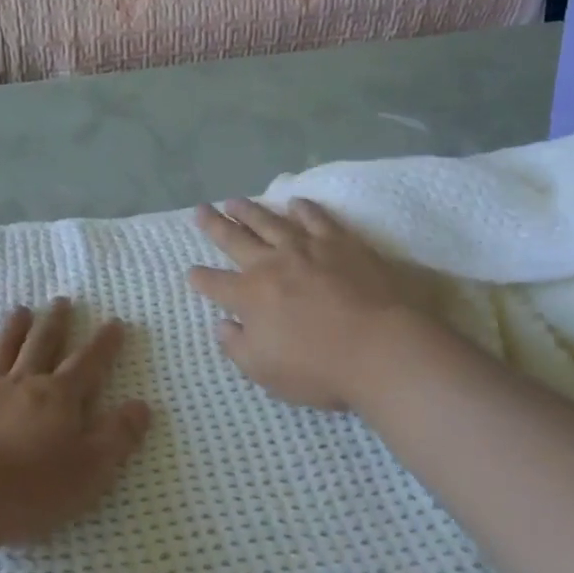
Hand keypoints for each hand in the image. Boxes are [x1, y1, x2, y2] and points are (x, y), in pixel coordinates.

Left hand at [0, 299, 151, 545]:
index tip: (115, 322)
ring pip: (3, 350)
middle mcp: (24, 384)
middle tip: (61, 301)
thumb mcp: (91, 469)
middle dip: (55, 322)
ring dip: (14, 328)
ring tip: (21, 310)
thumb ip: (118, 435)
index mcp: (59, 397)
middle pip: (42, 345)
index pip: (88, 363)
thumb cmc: (34, 489)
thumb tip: (142, 405)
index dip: (104, 343)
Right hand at [189, 198, 468, 411]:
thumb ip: (237, 346)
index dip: (200, 279)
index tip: (192, 272)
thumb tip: (222, 325)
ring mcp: (307, 249)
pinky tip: (295, 203)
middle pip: (235, 239)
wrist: (381, 348)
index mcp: (249, 296)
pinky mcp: (341, 243)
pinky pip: (316, 219)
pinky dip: (303, 209)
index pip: (215, 284)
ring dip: (250, 210)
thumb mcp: (265, 371)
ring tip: (234, 201)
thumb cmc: (319, 368)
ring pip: (270, 222)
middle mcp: (271, 265)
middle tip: (201, 209)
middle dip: (214, 225)